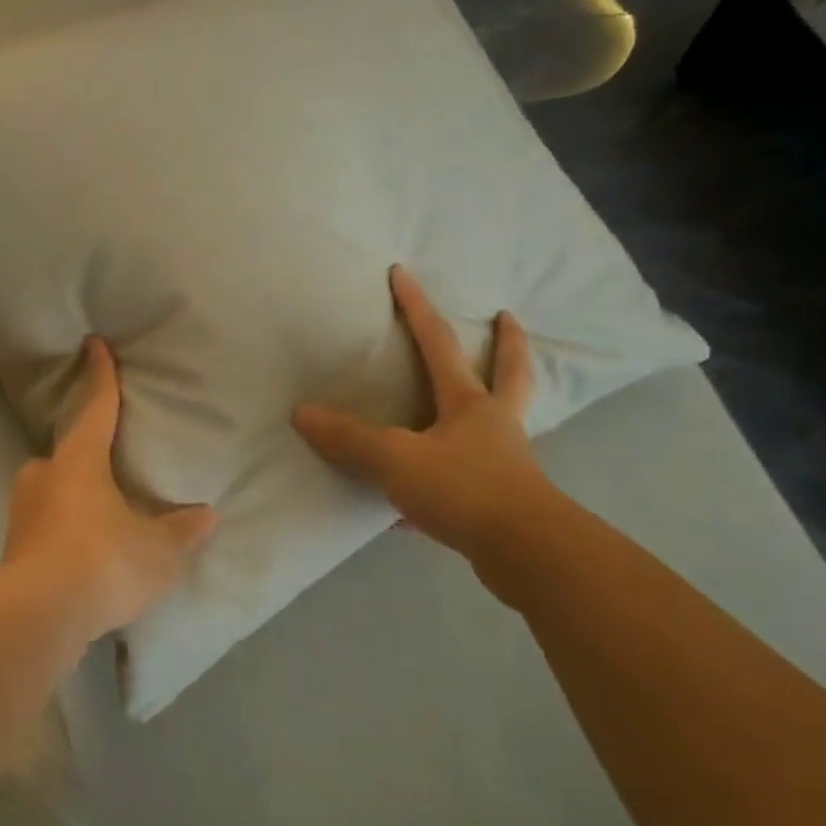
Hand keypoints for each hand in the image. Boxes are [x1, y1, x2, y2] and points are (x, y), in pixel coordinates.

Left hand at [3, 337, 216, 641]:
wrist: (41, 614)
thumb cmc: (105, 561)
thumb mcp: (158, 549)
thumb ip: (181, 531)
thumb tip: (206, 516)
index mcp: (80, 461)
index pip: (96, 407)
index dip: (101, 376)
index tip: (94, 344)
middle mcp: (44, 477)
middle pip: (62, 453)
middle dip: (80, 456)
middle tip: (103, 469)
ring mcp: (22, 514)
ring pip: (48, 492)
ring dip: (69, 499)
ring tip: (97, 521)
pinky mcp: (12, 551)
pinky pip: (43, 528)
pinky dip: (61, 534)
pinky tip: (79, 558)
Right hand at [293, 266, 557, 559]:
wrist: (524, 552)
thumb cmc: (463, 489)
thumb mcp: (396, 459)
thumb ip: (350, 438)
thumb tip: (302, 413)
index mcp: (469, 404)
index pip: (437, 343)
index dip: (416, 307)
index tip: (402, 273)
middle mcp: (493, 426)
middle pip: (508, 373)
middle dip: (506, 343)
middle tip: (506, 316)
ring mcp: (503, 464)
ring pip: (499, 426)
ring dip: (492, 405)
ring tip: (479, 400)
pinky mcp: (499, 504)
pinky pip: (468, 483)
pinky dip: (445, 486)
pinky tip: (412, 511)